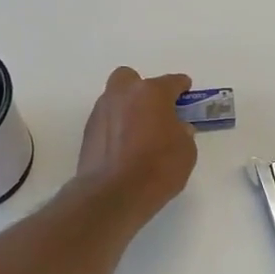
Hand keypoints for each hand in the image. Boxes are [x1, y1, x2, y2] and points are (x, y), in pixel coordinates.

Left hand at [75, 67, 197, 220]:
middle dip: (142, 89)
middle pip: (132, 79)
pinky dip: (115, 127)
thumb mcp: (186, 151)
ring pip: (115, 98)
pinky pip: (106, 120)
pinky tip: (123, 146)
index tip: (185, 92)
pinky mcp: (88, 131)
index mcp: (152, 92)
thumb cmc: (157, 168)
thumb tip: (176, 128)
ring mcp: (102, 111)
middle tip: (154, 110)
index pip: (171, 82)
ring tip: (138, 132)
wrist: (113, 194)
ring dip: (127, 108)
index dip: (181, 87)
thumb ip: (183, 132)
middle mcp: (124, 94)